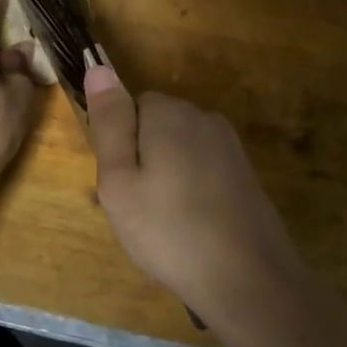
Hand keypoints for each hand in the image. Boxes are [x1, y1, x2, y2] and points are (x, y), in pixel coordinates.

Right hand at [83, 65, 302, 316]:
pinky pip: (203, 169)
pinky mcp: (245, 173)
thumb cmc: (169, 231)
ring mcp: (230, 146)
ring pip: (180, 150)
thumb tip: (98, 66)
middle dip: (144, 158)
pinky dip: (193, 191)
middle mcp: (204, 118)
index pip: (130, 106)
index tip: (122, 184)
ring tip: (165, 223)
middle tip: (138, 208)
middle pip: (157, 126)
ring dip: (168, 176)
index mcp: (170, 114)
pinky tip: (192, 227)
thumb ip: (109, 122)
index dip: (120, 145)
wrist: (248, 279)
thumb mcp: (119, 181)